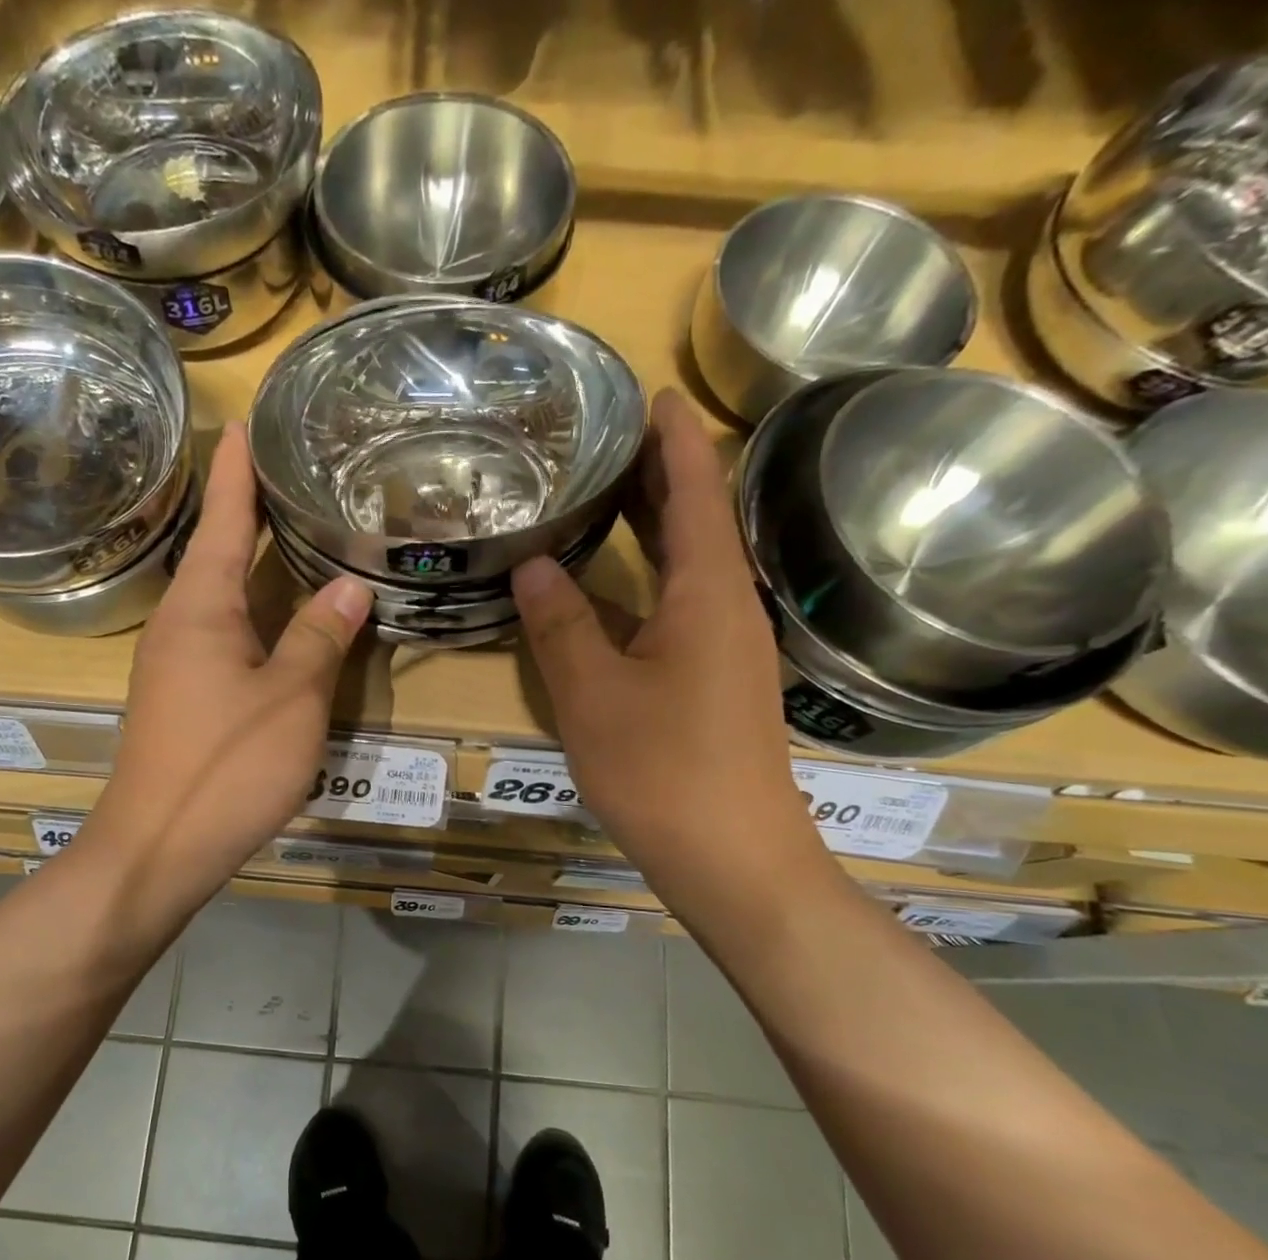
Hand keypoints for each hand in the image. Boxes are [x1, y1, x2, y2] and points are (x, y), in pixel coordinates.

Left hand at [83, 423, 373, 923]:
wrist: (159, 847)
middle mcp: (180, 623)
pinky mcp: (183, 695)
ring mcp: (175, 661)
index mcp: (201, 608)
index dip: (238, 470)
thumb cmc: (226, 765)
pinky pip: (222, 631)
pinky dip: (253, 608)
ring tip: (294, 529)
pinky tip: (280, 614)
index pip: (224, 519)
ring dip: (252, 559)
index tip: (247, 421)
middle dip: (249, 508)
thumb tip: (350, 584)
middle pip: (218, 550)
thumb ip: (319, 637)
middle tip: (292, 469)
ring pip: (220, 594)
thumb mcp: (290, 699)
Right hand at [511, 389, 837, 915]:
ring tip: (599, 497)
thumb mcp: (593, 693)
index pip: (695, 488)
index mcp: (708, 592)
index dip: (674, 438)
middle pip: (697, 520)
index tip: (649, 393)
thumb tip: (534, 563)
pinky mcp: (716, 680)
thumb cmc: (663, 769)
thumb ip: (560, 623)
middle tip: (603, 439)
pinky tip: (605, 589)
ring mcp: (727, 646)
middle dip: (657, 474)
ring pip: (688, 566)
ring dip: (651, 527)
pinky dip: (645, 580)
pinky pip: (680, 606)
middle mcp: (728, 606)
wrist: (733, 858)